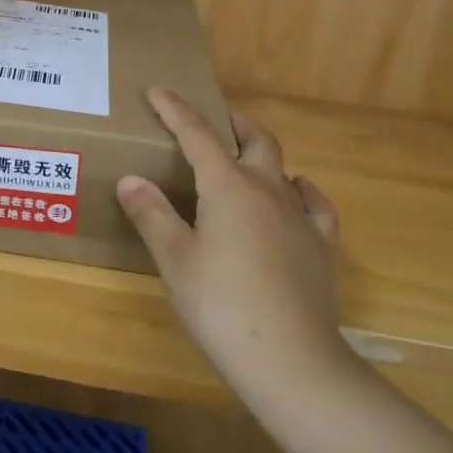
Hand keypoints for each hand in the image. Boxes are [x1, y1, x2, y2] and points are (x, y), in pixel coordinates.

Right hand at [117, 89, 362, 413]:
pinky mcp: (321, 246)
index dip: (175, 110)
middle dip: (230, 121)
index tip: (157, 91)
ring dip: (259, 153)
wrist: (293, 362)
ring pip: (281, 167)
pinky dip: (300, 189)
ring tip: (242, 158)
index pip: (197, 134)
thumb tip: (130, 178)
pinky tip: (295, 193)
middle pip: (253, 139)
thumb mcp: (175, 260)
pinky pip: (314, 203)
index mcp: (228, 187)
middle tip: (211, 118)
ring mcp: (300, 217)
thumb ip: (152, 215)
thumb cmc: (222, 306)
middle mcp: (268, 190)